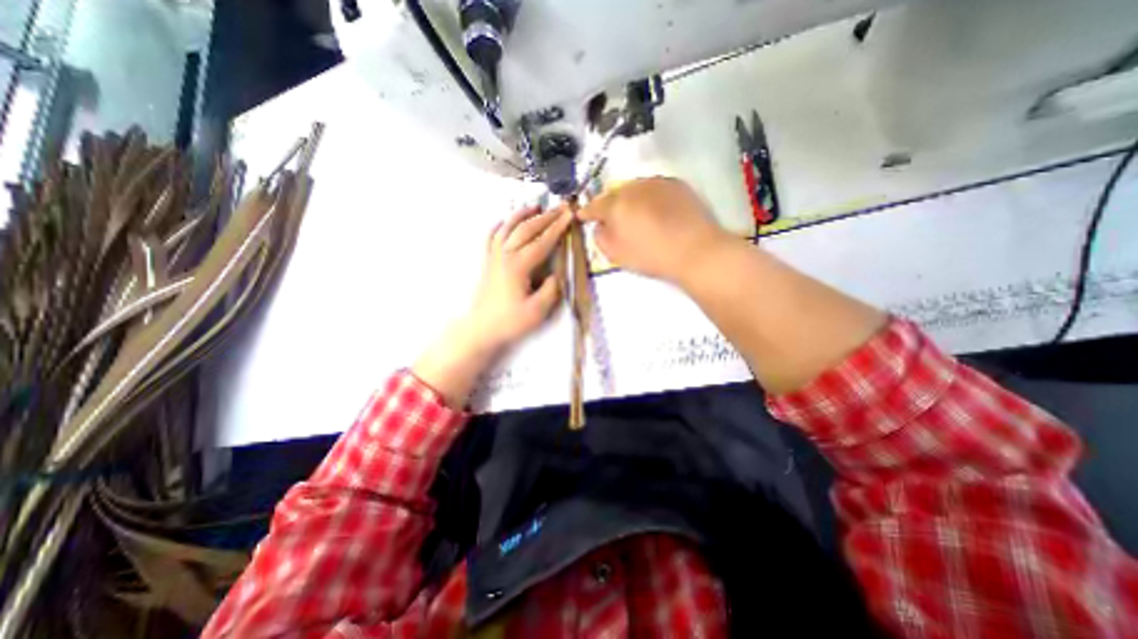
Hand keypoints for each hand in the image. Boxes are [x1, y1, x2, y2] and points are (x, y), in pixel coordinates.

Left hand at [411, 208, 569, 405]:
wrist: (481, 328)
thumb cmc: (509, 322)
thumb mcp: (537, 311)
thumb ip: (551, 291)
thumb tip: (555, 275)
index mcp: (519, 265)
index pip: (542, 241)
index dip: (557, 228)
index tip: (570, 215)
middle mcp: (505, 255)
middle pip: (526, 229)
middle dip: (545, 217)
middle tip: (560, 207)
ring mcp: (493, 257)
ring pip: (508, 228)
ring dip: (522, 215)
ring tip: (535, 206)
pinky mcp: (487, 262)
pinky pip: (491, 238)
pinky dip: (498, 226)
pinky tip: (503, 221)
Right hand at [578, 175, 728, 283]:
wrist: (695, 250)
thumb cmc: (651, 256)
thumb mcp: (616, 255)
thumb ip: (600, 237)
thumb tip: (600, 226)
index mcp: (615, 205)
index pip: (594, 205)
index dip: (586, 212)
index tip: (582, 215)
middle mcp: (633, 187)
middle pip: (614, 194)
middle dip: (610, 205)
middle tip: (613, 219)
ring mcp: (656, 182)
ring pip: (635, 189)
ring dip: (630, 199)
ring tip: (637, 215)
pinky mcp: (676, 184)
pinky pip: (654, 189)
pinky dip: (649, 198)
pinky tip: (656, 211)